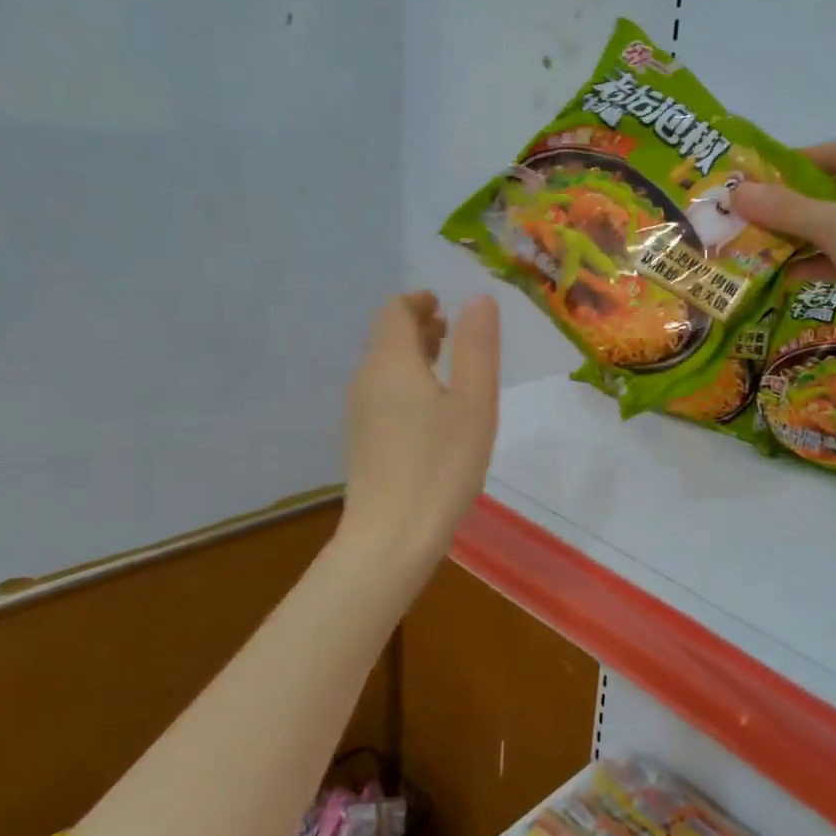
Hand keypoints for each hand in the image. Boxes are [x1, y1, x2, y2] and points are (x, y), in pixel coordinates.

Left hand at [338, 291, 500, 574]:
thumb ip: (477, 347)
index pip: (395, 310)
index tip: (445, 306)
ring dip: (411, 355)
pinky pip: (380, 392)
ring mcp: (357, 411)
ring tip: (445, 366)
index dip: (420, 302)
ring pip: (382, 366)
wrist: (391, 537)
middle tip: (452, 332)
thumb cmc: (441, 465)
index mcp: (391, 362)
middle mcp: (365, 379)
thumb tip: (478, 298)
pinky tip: (429, 410)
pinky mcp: (359, 440)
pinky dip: (404, 382)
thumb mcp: (473, 402)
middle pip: (386, 336)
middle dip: (418, 326)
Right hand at [735, 139, 835, 343]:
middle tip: (752, 215)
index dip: (791, 164)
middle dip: (793, 205)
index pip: (834, 151)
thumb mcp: (834, 226)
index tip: (755, 180)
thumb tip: (735, 191)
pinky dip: (824, 260)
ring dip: (804, 235)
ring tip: (762, 245)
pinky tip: (789, 274)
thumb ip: (785, 209)